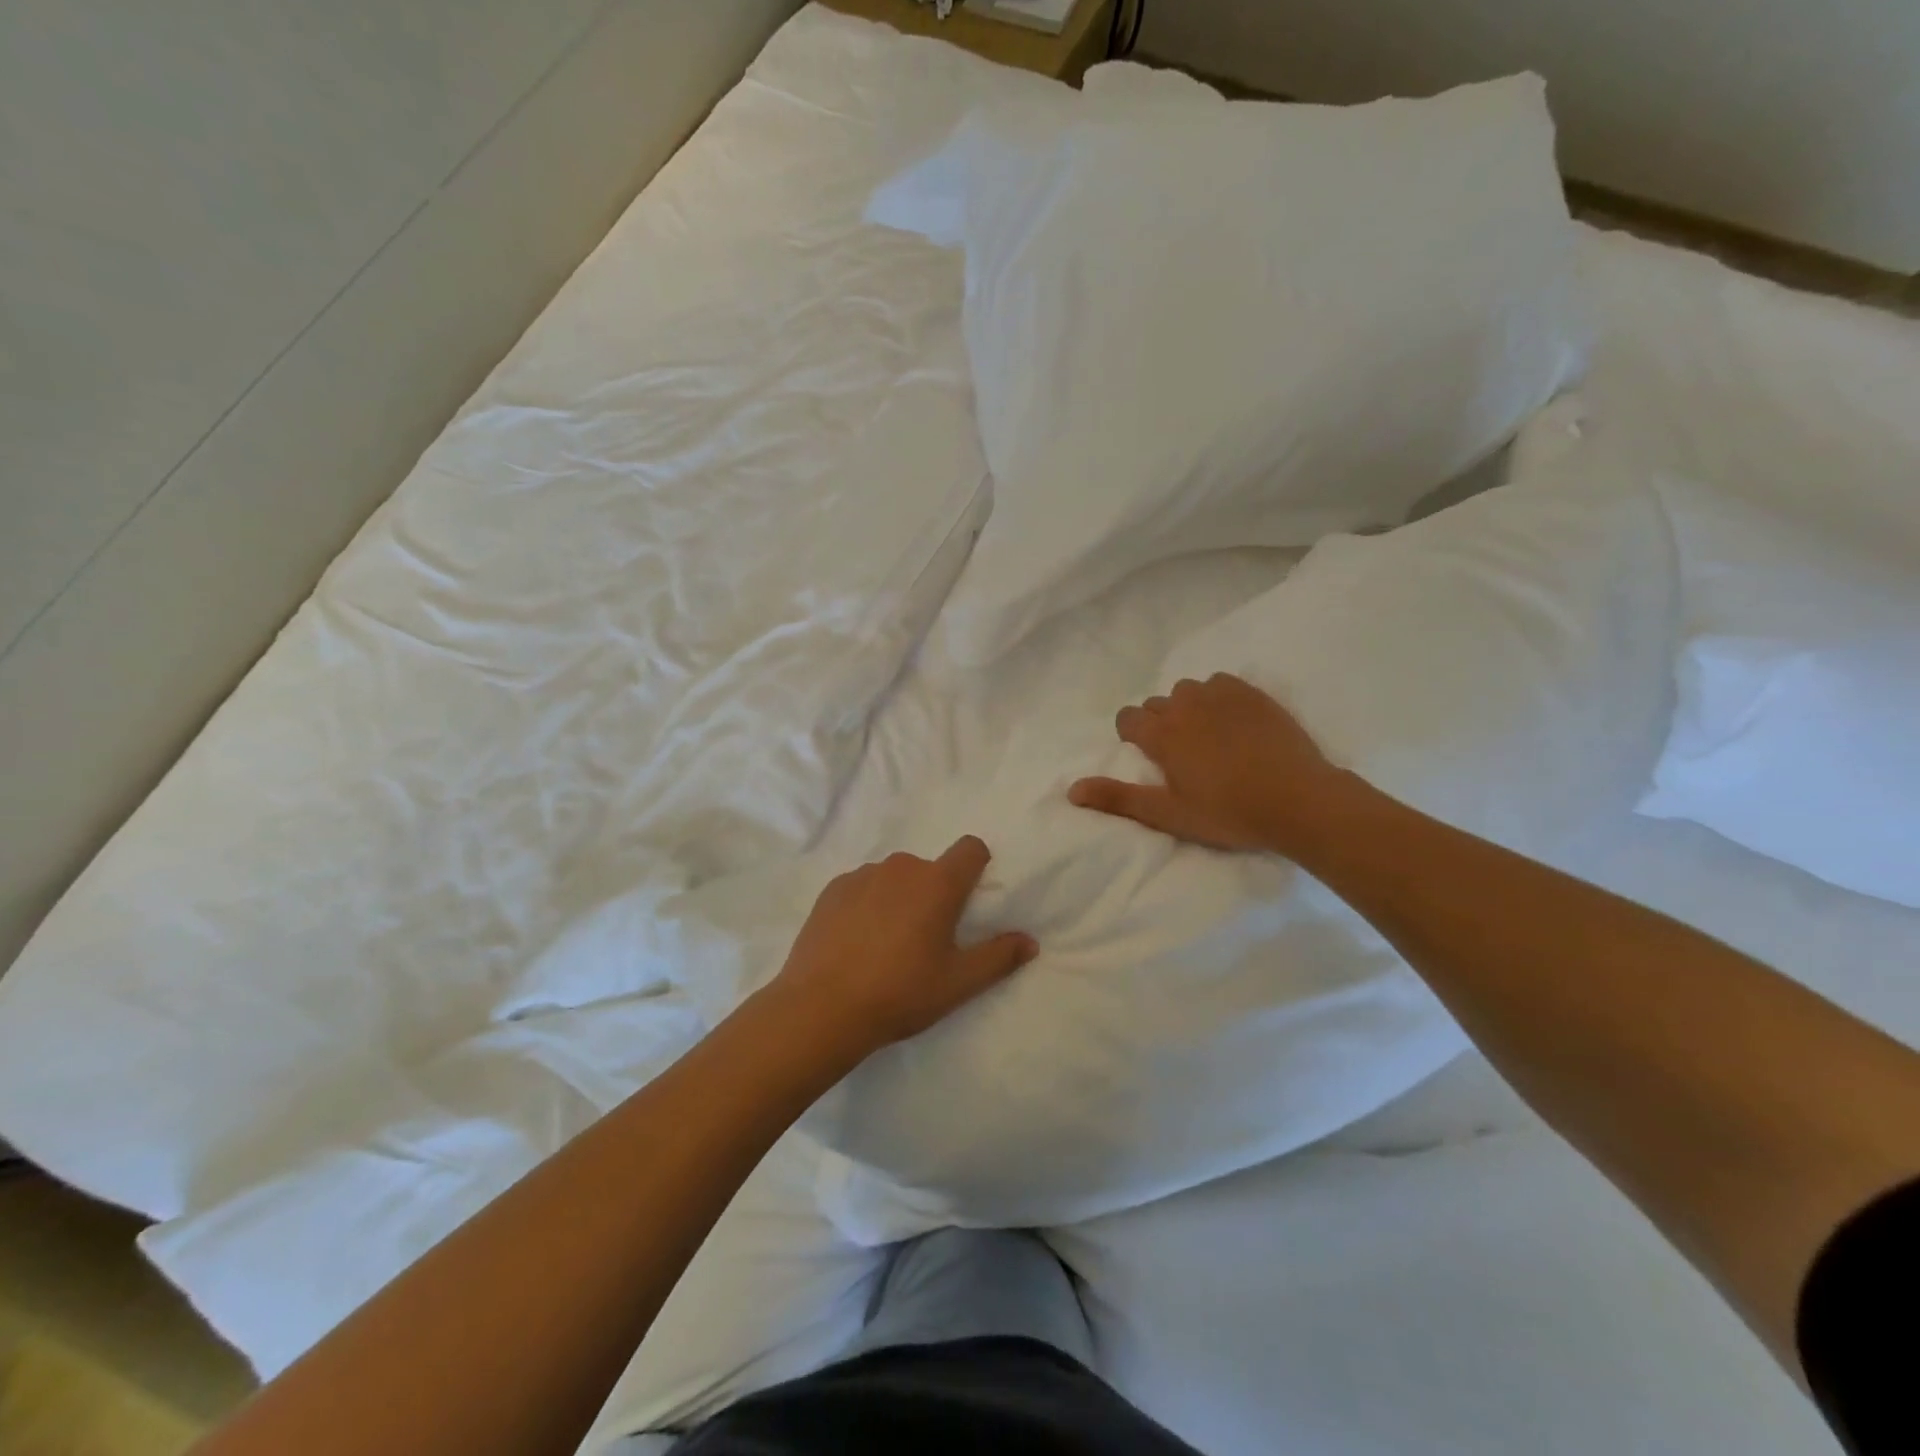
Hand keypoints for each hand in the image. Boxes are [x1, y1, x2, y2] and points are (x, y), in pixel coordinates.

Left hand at [769, 836, 1036, 1060]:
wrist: (821, 1008)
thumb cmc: (900, 993)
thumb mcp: (958, 983)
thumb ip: (999, 957)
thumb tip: (1030, 941)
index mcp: (938, 883)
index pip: (970, 848)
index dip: (977, 866)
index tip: (970, 898)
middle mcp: (901, 867)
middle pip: (930, 868)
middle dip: (934, 893)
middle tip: (926, 939)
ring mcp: (863, 875)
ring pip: (894, 877)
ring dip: (899, 898)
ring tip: (886, 944)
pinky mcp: (832, 889)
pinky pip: (862, 886)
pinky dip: (866, 904)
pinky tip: (856, 942)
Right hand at [1069, 672, 1344, 854]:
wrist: (1298, 800)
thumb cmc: (1228, 813)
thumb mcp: (1168, 814)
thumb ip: (1118, 798)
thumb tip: (1071, 790)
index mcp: (1162, 735)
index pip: (1128, 717)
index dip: (1132, 735)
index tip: (1150, 756)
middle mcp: (1185, 706)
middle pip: (1157, 704)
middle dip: (1160, 723)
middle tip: (1182, 755)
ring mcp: (1221, 696)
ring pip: (1188, 690)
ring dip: (1188, 707)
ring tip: (1208, 736)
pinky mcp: (1253, 694)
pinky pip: (1221, 683)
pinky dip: (1218, 697)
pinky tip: (1233, 721)